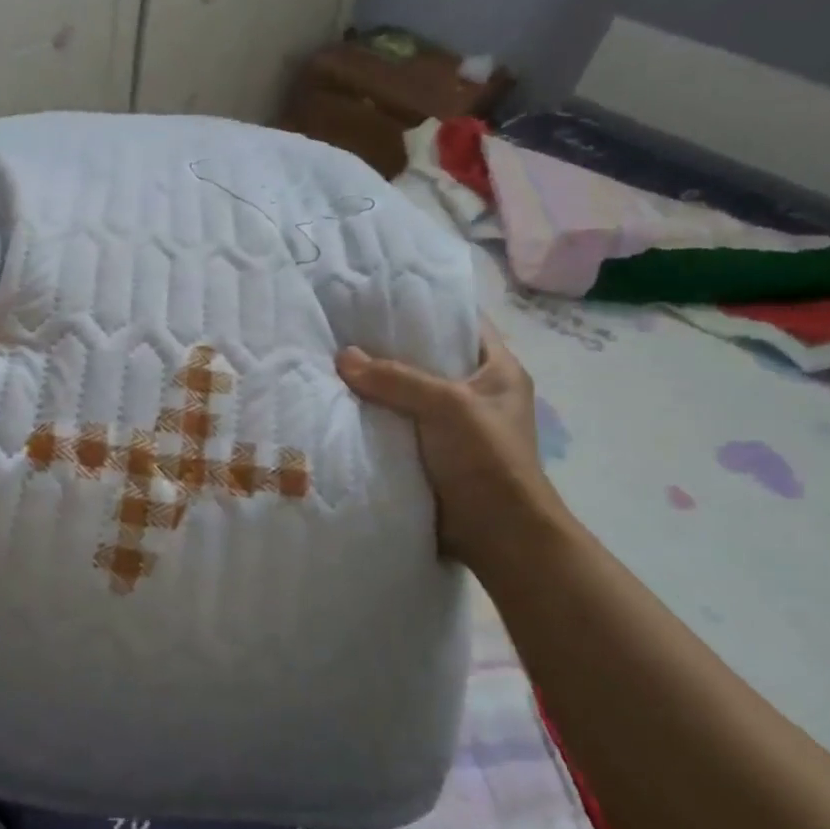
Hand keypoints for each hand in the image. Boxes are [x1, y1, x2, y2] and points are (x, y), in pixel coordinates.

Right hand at [336, 319, 567, 569]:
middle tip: (344, 325)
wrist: (498, 535)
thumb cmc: (487, 460)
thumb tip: (343, 357)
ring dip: (376, 383)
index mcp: (497, 370)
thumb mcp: (448, 406)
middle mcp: (475, 392)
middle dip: (388, 345)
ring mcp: (451, 425)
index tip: (382, 293)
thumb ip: (397, 379)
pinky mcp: (429, 452)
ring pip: (406, 392)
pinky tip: (338, 403)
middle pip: (427, 356)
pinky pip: (395, 423)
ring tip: (332, 360)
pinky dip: (372, 415)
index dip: (427, 304)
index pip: (462, 322)